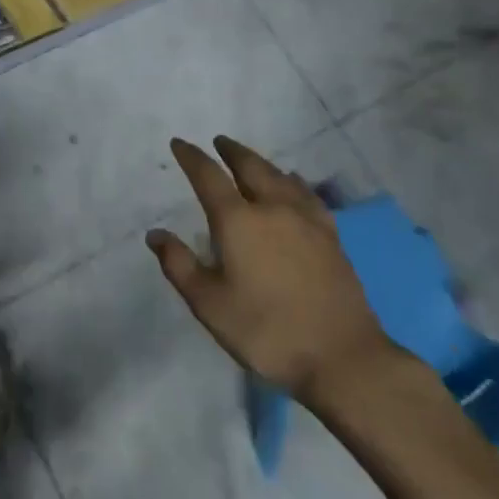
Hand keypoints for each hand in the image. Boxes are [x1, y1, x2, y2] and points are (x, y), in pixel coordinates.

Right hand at [148, 136, 399, 405]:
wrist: (342, 356)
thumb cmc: (266, 331)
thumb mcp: (209, 305)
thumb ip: (179, 265)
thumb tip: (155, 234)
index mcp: (238, 221)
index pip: (208, 177)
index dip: (191, 157)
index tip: (179, 144)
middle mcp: (272, 208)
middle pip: (250, 166)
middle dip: (231, 151)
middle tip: (219, 142)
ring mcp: (306, 220)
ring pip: (280, 176)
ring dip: (260, 162)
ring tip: (250, 160)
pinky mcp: (331, 236)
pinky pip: (307, 194)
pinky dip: (293, 181)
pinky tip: (294, 184)